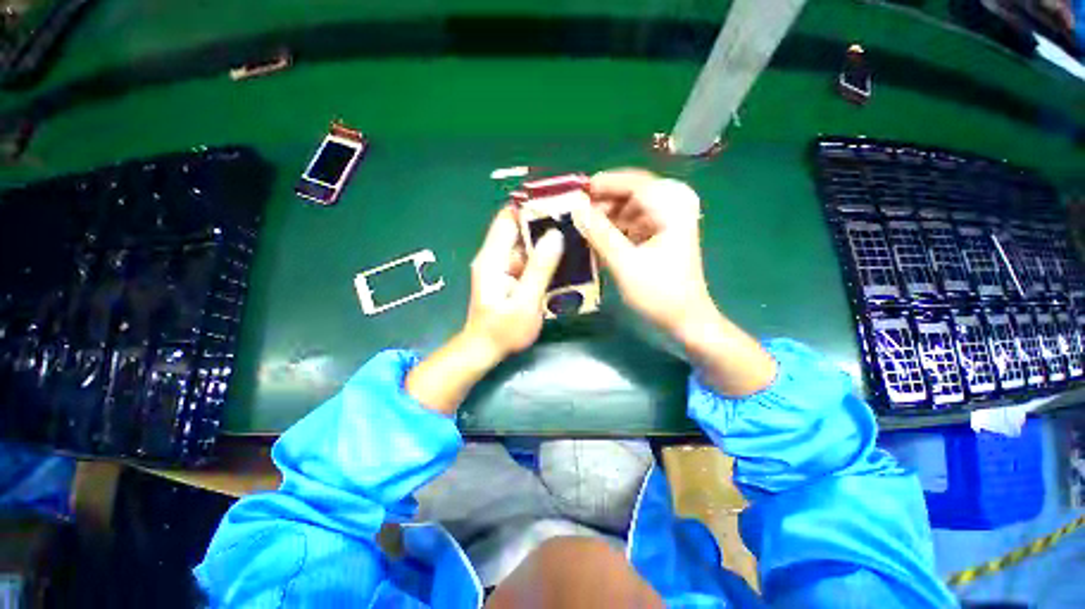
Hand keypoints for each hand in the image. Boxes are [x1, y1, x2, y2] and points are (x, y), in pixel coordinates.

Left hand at [463, 206, 563, 361]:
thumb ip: (539, 269)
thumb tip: (555, 235)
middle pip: (518, 229)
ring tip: (574, 237)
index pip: (507, 218)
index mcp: (492, 258)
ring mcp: (501, 267)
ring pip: (525, 245)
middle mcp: (494, 257)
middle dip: (544, 223)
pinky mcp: (508, 277)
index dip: (529, 206)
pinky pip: (527, 260)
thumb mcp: (525, 302)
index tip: (556, 201)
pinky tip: (563, 260)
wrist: (484, 350)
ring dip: (546, 241)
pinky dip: (543, 258)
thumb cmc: (503, 331)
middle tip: (574, 221)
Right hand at [572, 169, 775, 395]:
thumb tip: (575, 208)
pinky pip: (633, 221)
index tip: (575, 193)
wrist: (685, 320)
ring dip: (607, 216)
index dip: (603, 185)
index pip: (633, 182)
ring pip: (630, 207)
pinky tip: (598, 238)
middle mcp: (674, 205)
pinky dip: (615, 228)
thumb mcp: (625, 264)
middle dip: (603, 202)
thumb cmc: (660, 294)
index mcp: (672, 206)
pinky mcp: (661, 233)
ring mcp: (668, 219)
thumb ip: (600, 234)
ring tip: (583, 228)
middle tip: (576, 214)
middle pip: (631, 192)